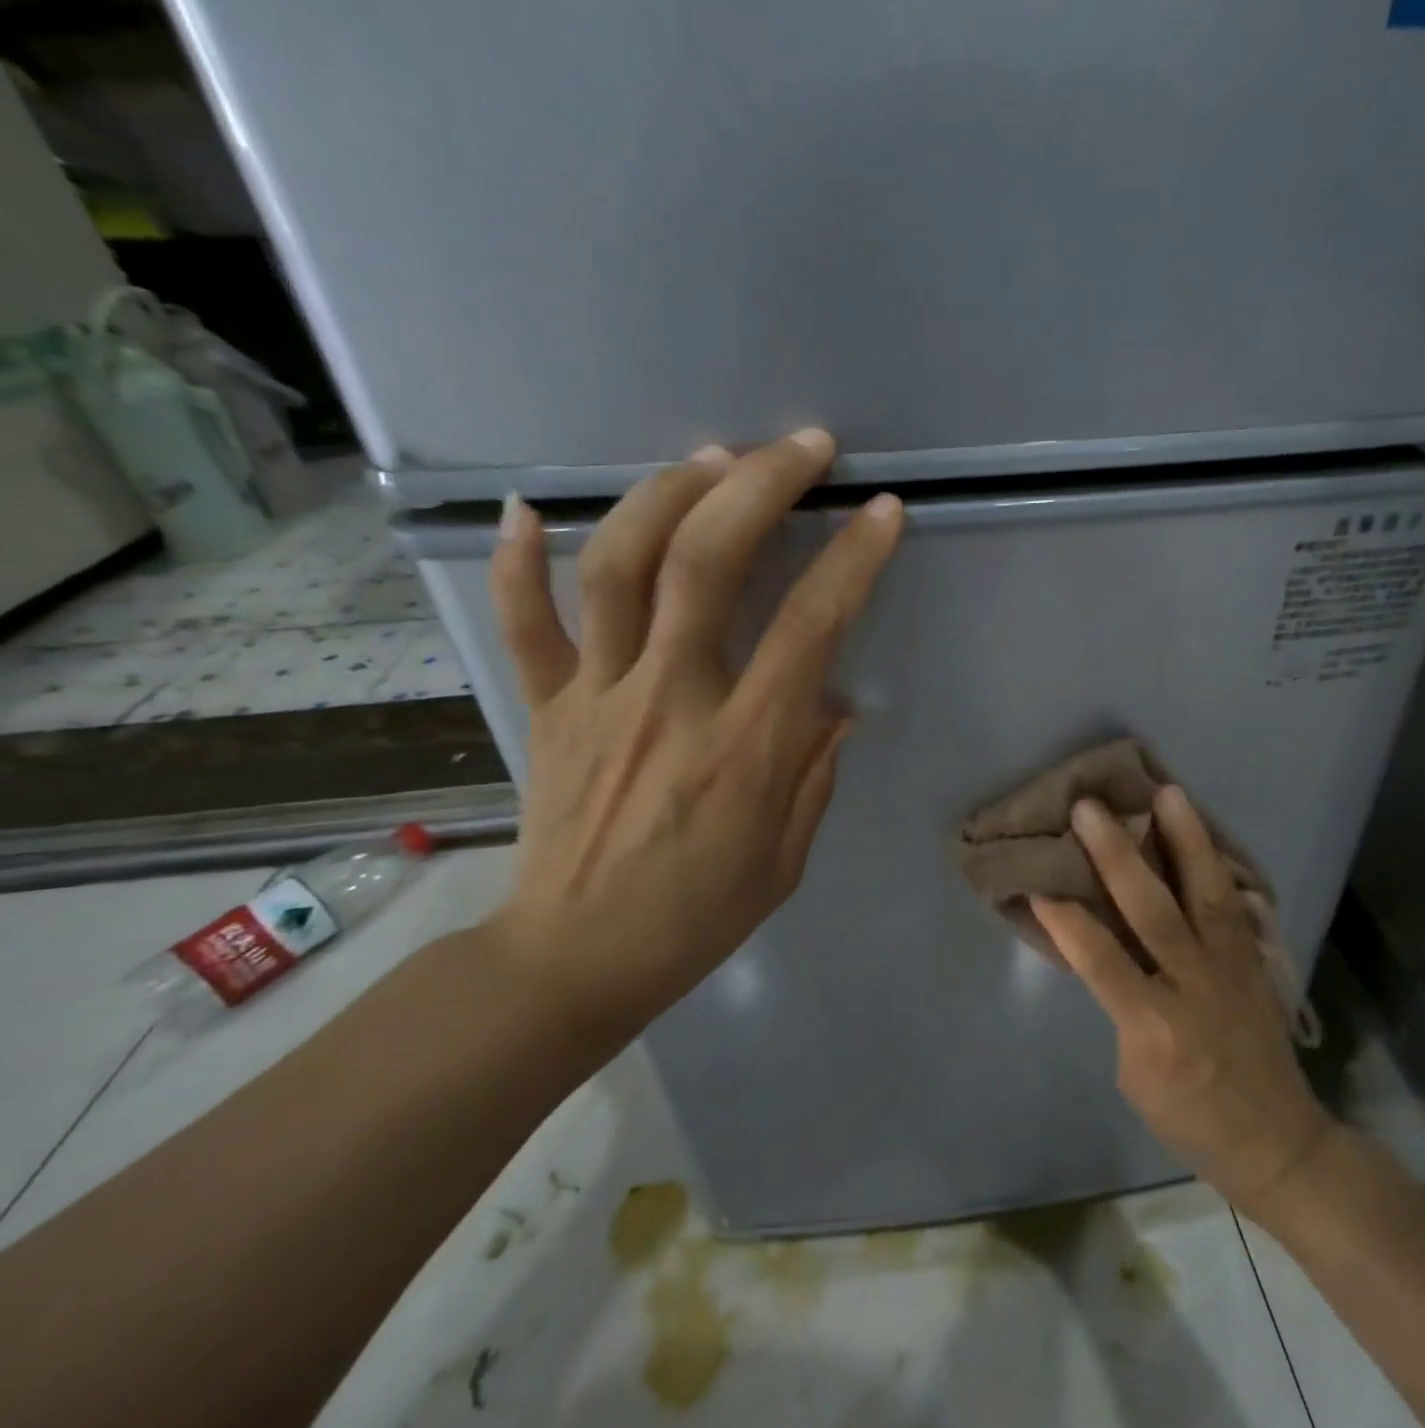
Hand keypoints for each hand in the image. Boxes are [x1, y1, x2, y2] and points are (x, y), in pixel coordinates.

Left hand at [482, 429, 903, 1037]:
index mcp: (744, 749)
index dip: (852, 560)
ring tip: (711, 458)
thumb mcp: (786, 858)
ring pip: (617, 567)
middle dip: (758, 487)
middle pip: (705, 564)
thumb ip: (815, 772)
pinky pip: (523, 623)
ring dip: (665, 495)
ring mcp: (597, 697)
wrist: (575, 959)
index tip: (881, 512)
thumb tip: (836, 700)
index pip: (809, 629)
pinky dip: (518, 561)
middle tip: (800, 447)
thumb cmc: (698, 917)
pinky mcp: (545, 707)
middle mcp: (669, 702)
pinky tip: (531, 509)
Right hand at [1031, 789, 1332, 1210]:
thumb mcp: (1134, 1076)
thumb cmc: (1190, 1119)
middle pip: (1153, 912)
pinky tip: (1201, 831)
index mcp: (1155, 1027)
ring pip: (1207, 894)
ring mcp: (1232, 969)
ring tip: (1167, 792)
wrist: (1278, 1143)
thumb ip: (1120, 1007)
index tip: (1037, 879)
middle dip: (1117, 855)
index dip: (1066, 918)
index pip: (1101, 959)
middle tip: (1089, 809)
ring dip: (1186, 839)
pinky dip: (1216, 864)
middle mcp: (1194, 987)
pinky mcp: (1255, 962)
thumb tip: (1103, 950)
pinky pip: (1234, 904)